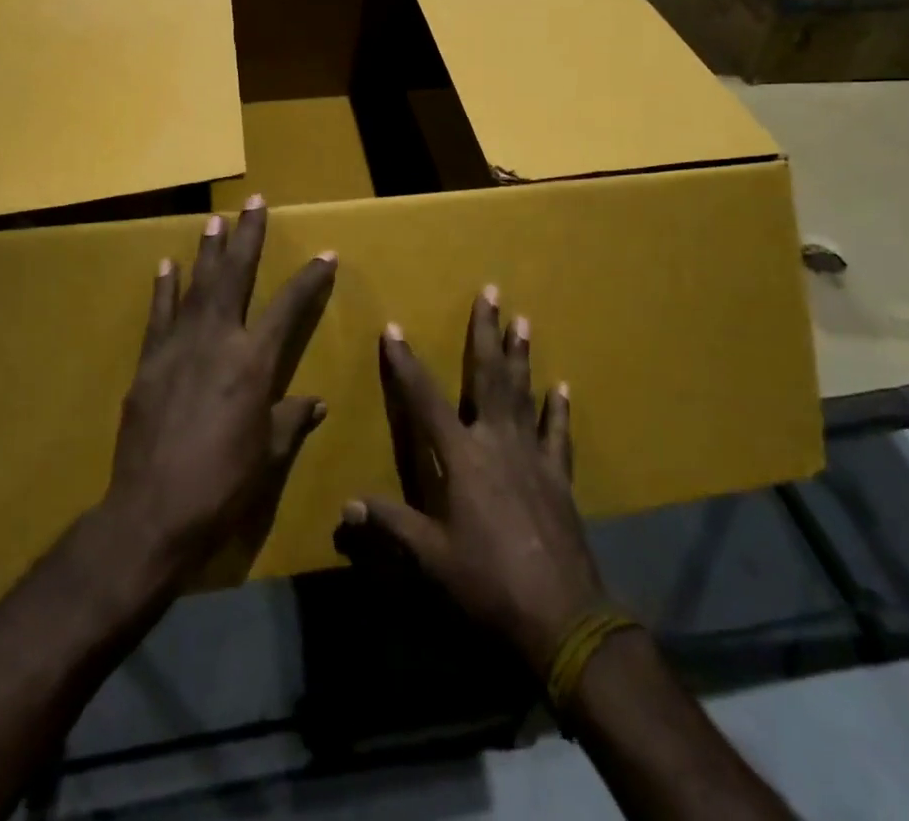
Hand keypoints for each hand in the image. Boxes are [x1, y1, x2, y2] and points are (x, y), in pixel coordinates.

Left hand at [101, 197, 337, 587]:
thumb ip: (291, 422)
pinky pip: (159, 316)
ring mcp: (178, 348)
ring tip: (214, 219)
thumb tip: (315, 403)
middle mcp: (218, 342)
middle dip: (247, 237)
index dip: (309, 279)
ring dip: (207, 251)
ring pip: (197, 287)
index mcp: (254, 363)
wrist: (152, 513)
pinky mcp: (149, 363)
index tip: (325, 254)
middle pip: (235, 277)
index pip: (289, 308)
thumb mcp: (268, 456)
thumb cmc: (222, 486)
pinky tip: (166, 265)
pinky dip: (164, 289)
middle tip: (253, 202)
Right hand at [337, 291, 607, 674]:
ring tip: (523, 319)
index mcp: (461, 458)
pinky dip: (558, 410)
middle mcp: (496, 442)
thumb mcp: (431, 559)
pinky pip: (557, 435)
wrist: (561, 616)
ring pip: (523, 393)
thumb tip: (346, 506)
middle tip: (491, 292)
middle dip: (485, 332)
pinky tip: (562, 387)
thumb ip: (391, 525)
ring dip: (521, 355)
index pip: (424, 400)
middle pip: (488, 377)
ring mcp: (532, 456)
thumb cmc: (487, 583)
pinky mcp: (559, 477)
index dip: (405, 364)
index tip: (393, 329)